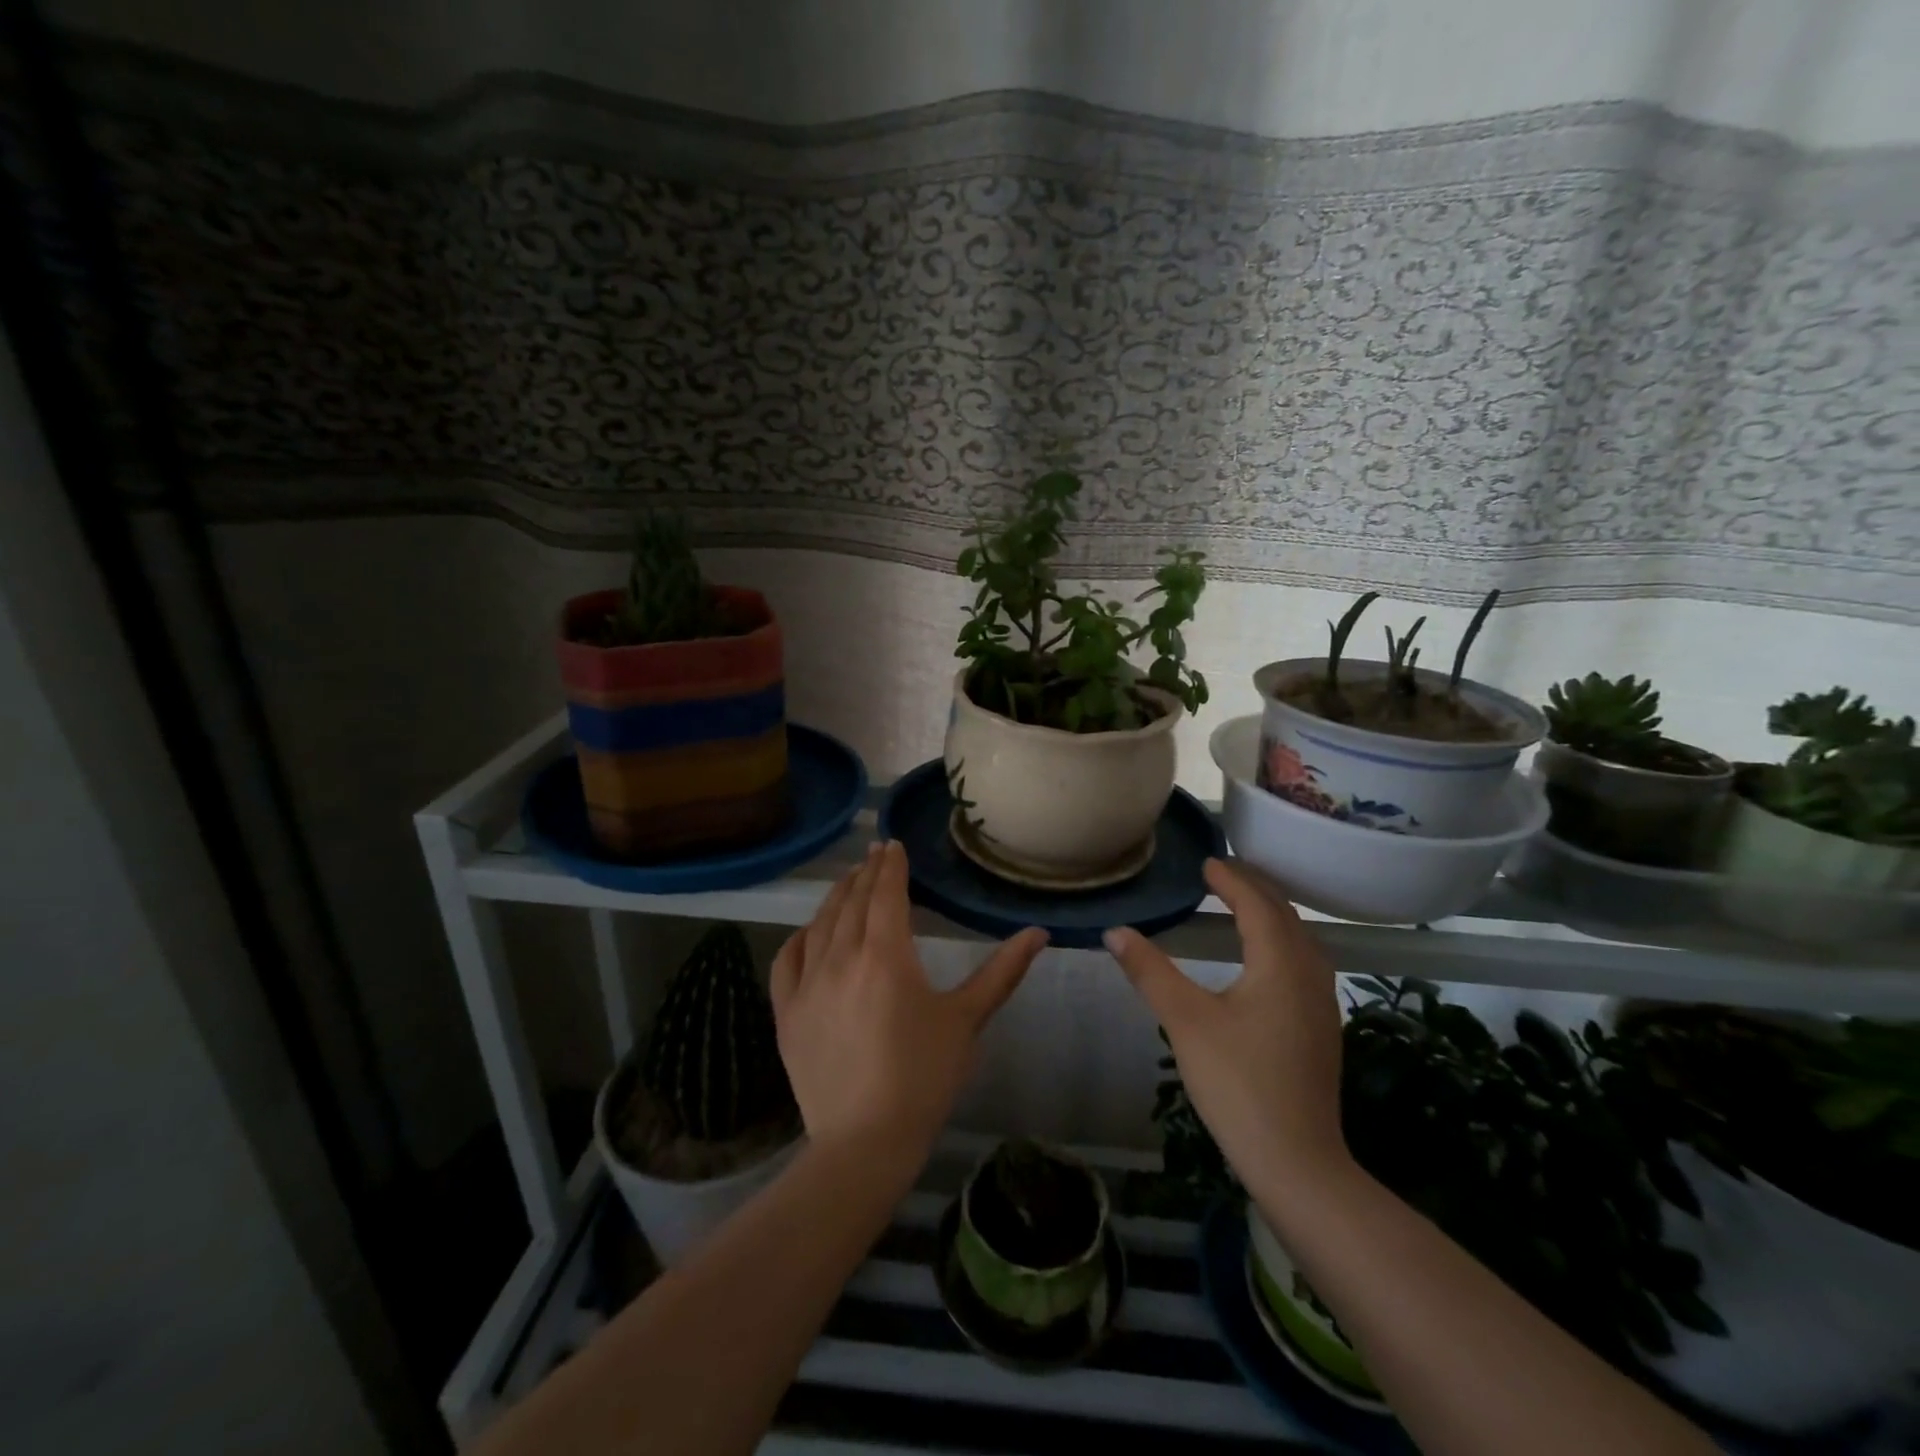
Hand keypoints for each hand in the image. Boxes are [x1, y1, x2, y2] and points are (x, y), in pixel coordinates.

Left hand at [772, 840, 1048, 1163]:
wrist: (864, 1141)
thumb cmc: (923, 1077)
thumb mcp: (967, 1021)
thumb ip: (1002, 972)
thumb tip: (1038, 933)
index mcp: (886, 956)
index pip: (886, 895)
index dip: (891, 867)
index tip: (893, 846)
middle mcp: (842, 958)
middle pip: (852, 902)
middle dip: (865, 874)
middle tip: (875, 854)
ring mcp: (807, 984)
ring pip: (820, 924)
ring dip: (835, 897)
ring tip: (848, 881)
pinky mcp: (786, 1012)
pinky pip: (787, 960)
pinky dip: (800, 937)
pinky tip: (809, 931)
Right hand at [1104, 857, 1348, 1191]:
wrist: (1298, 1161)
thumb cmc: (1238, 1084)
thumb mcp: (1186, 1022)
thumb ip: (1151, 972)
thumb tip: (1115, 931)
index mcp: (1280, 964)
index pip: (1257, 905)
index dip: (1231, 881)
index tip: (1206, 862)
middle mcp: (1309, 974)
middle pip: (1286, 915)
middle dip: (1255, 888)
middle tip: (1222, 874)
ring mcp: (1322, 1003)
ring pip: (1301, 939)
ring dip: (1272, 913)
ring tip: (1242, 904)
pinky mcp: (1321, 1027)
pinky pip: (1304, 962)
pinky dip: (1282, 940)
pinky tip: (1264, 957)